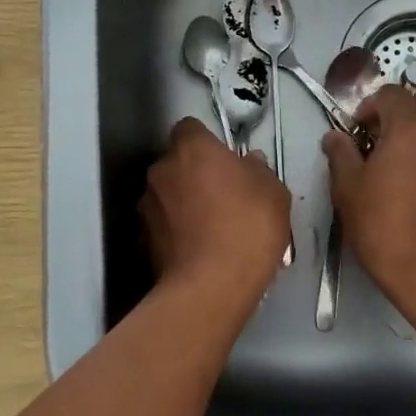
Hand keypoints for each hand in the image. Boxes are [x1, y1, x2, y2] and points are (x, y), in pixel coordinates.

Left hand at [141, 118, 291, 302]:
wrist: (210, 287)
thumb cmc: (247, 228)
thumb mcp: (274, 194)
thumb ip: (259, 171)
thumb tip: (249, 163)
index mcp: (192, 149)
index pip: (190, 128)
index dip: (207, 142)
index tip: (224, 161)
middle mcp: (161, 170)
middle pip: (177, 162)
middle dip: (194, 174)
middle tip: (223, 196)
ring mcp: (147, 205)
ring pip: (167, 194)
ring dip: (183, 203)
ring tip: (210, 229)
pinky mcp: (142, 239)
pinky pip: (162, 225)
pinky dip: (175, 231)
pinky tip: (197, 250)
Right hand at [323, 86, 415, 293]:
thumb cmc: (381, 224)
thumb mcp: (347, 188)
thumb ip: (341, 154)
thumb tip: (335, 137)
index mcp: (408, 129)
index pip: (392, 94)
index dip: (372, 106)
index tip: (360, 131)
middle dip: (409, 109)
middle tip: (389, 136)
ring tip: (409, 165)